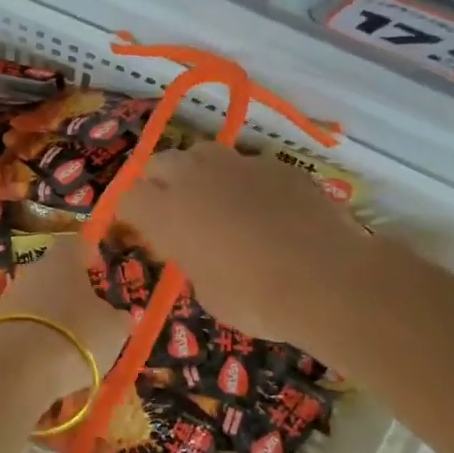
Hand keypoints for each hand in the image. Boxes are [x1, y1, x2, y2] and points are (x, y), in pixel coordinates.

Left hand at [0, 236, 131, 400]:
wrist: (17, 368)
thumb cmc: (77, 335)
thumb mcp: (114, 329)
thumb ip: (117, 318)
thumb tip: (117, 315)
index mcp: (63, 259)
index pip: (77, 245)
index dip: (90, 256)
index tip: (99, 270)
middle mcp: (33, 270)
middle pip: (54, 274)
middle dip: (71, 292)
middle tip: (90, 314)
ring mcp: (9, 297)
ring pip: (38, 301)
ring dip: (53, 317)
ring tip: (72, 345)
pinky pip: (24, 327)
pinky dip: (37, 339)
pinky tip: (48, 362)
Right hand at [118, 143, 368, 351]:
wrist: (326, 281)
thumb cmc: (255, 299)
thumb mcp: (206, 291)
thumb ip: (190, 261)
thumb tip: (196, 251)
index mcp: (166, 212)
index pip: (127, 197)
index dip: (127, 211)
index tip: (135, 227)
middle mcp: (194, 178)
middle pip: (159, 163)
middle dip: (157, 182)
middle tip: (169, 208)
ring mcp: (238, 165)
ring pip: (203, 153)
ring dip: (198, 172)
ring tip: (213, 198)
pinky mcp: (278, 166)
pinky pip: (248, 165)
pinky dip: (244, 181)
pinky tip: (263, 207)